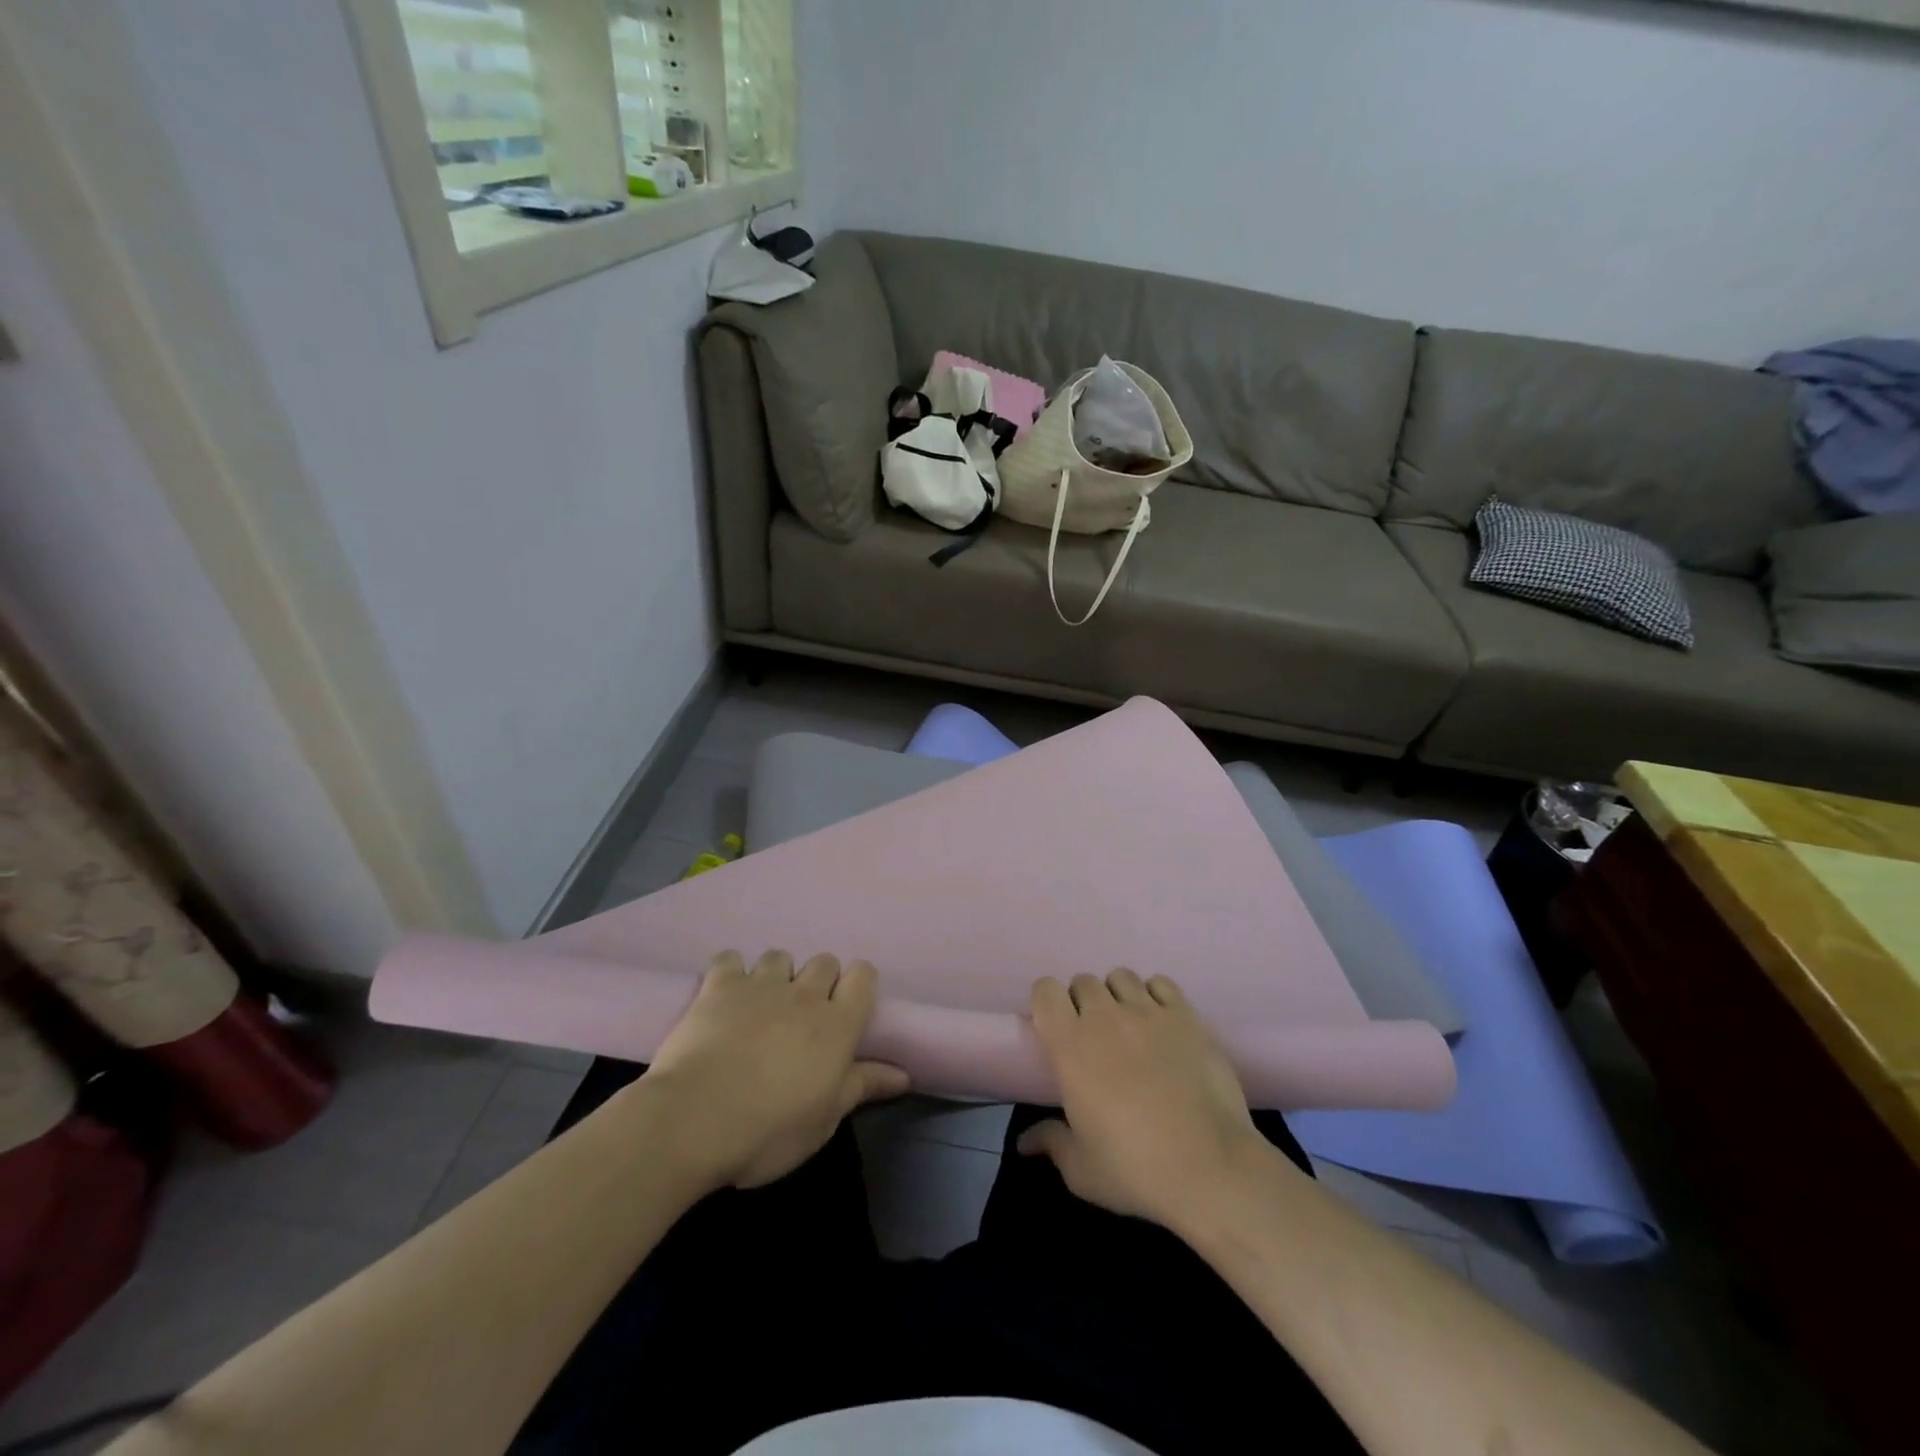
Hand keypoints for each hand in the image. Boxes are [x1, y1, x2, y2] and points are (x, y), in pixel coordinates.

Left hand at [641, 950, 908, 1189]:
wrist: (693, 1120)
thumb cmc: (768, 1131)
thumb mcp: (824, 1120)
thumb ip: (863, 1087)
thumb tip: (904, 1075)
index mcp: (837, 1025)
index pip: (863, 977)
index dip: (859, 985)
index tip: (849, 1007)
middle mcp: (805, 995)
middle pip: (824, 961)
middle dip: (820, 981)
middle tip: (804, 1016)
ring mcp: (761, 985)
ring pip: (780, 956)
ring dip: (778, 975)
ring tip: (764, 1005)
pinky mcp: (720, 986)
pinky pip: (731, 959)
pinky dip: (732, 971)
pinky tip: (726, 993)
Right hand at [1018, 969, 1272, 1230]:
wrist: (1210, 1168)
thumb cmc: (1135, 1170)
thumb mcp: (1082, 1169)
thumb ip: (1052, 1143)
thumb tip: (1025, 1142)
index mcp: (1070, 1045)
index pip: (1045, 990)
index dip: (1047, 1003)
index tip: (1055, 1027)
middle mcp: (1105, 1017)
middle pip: (1084, 982)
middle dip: (1083, 1002)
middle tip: (1094, 1036)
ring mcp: (1148, 1012)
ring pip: (1121, 977)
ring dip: (1117, 996)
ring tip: (1128, 1026)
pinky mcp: (1186, 1016)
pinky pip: (1161, 983)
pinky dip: (1155, 996)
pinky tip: (1161, 1023)